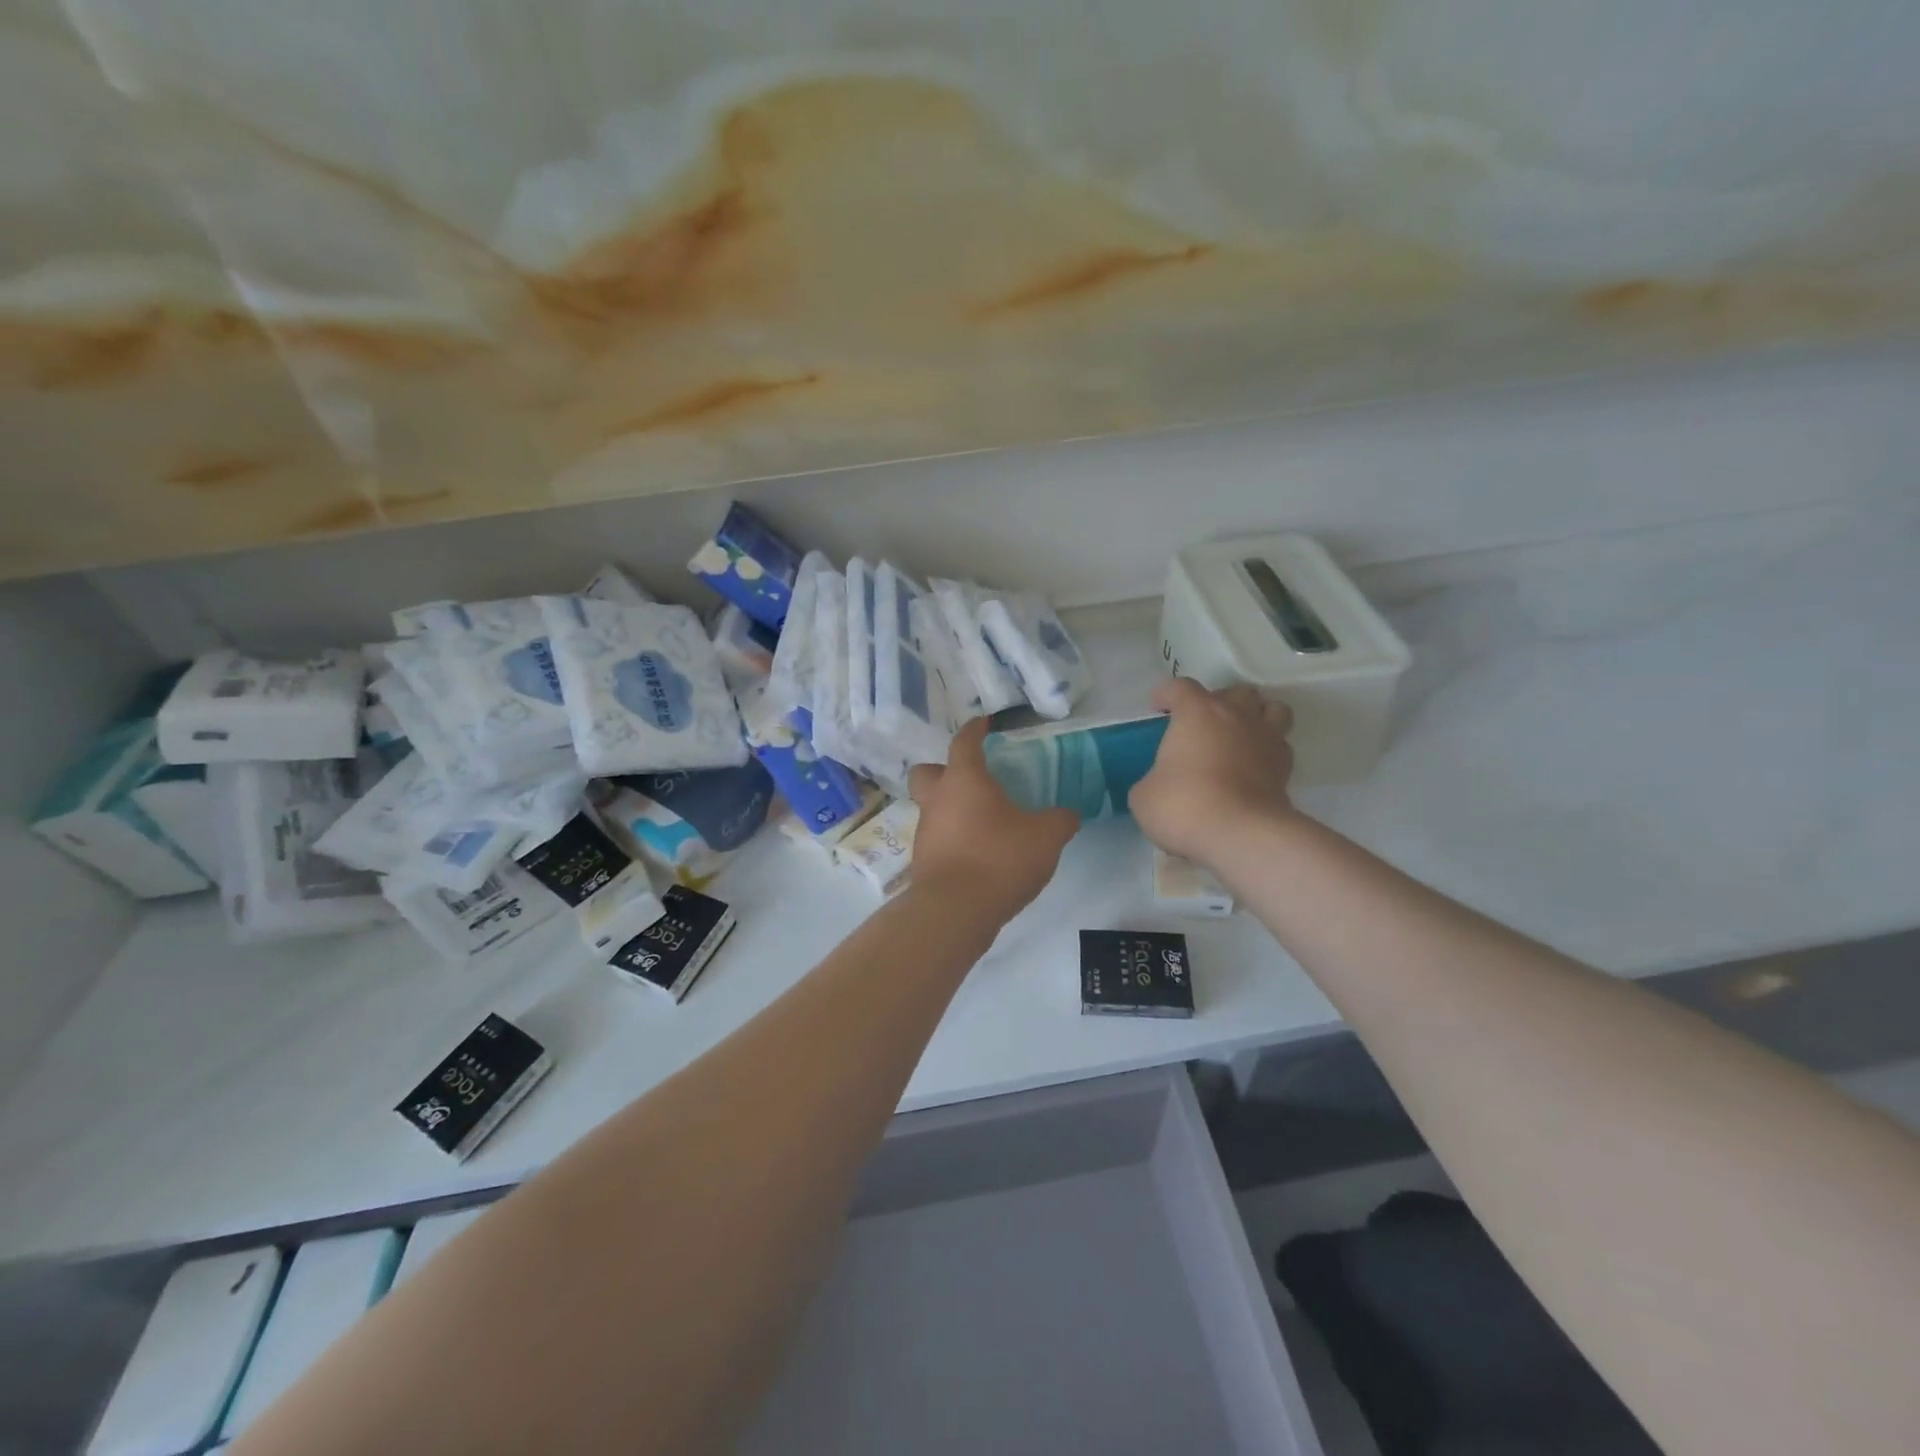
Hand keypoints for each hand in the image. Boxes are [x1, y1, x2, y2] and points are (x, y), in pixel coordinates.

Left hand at [909, 719, 1079, 923]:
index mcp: (964, 780)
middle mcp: (937, 800)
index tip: (984, 724)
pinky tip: (978, 853)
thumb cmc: (999, 859)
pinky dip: (954, 839)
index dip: (975, 730)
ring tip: (983, 822)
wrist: (955, 911)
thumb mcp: (1046, 837)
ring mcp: (925, 832)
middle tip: (971, 779)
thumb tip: (1068, 814)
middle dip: (944, 770)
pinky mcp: (923, 862)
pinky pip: (938, 839)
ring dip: (952, 809)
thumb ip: (1060, 820)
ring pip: (932, 808)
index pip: (964, 742)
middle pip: (927, 773)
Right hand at [1130, 679, 1297, 866]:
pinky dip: (1267, 751)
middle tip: (1202, 726)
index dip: (1167, 694)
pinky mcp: (1286, 768)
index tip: (1158, 708)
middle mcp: (1236, 715)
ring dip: (1256, 717)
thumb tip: (1160, 784)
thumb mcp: (1145, 795)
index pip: (1180, 687)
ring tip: (1239, 737)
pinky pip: (1280, 745)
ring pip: (1272, 709)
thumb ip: (1153, 778)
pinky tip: (1253, 767)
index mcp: (1197, 712)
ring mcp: (1266, 739)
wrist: (1240, 834)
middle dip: (1218, 703)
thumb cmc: (1184, 804)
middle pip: (1234, 691)